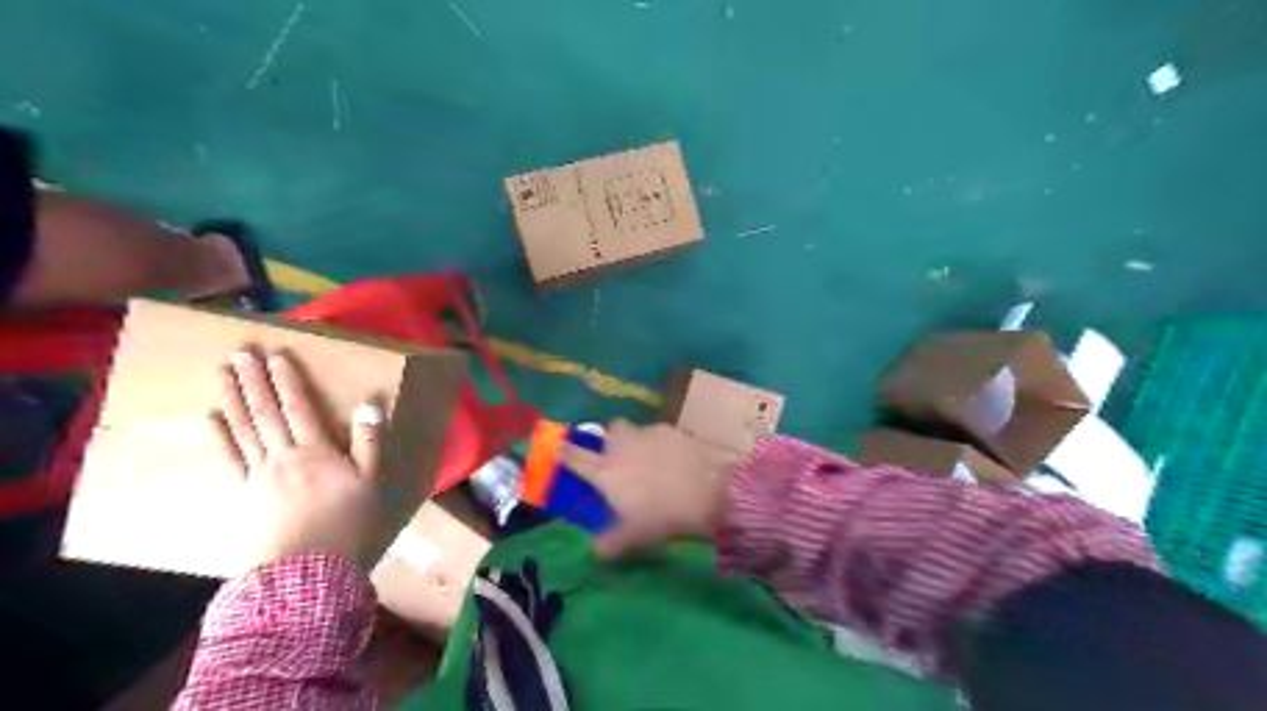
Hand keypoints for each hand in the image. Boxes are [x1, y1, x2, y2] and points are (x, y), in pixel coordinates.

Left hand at [215, 352, 383, 567]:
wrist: (306, 568)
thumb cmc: (347, 521)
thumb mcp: (371, 481)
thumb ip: (369, 441)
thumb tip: (369, 403)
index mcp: (317, 450)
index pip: (299, 408)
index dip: (287, 381)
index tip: (276, 355)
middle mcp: (284, 454)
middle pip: (266, 412)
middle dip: (254, 380)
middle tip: (240, 353)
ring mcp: (260, 473)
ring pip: (243, 428)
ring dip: (232, 398)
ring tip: (221, 373)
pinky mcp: (245, 492)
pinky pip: (231, 458)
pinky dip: (220, 436)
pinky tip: (211, 418)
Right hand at [563, 420, 739, 558]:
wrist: (705, 491)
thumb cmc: (661, 515)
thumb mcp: (633, 537)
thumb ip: (610, 543)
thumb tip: (595, 551)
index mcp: (606, 471)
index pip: (575, 457)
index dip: (564, 451)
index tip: (558, 447)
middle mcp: (622, 446)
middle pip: (610, 430)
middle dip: (612, 438)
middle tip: (620, 456)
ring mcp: (648, 434)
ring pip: (637, 430)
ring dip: (640, 442)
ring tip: (653, 461)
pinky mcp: (673, 430)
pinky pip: (661, 434)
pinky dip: (664, 444)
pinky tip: (676, 460)